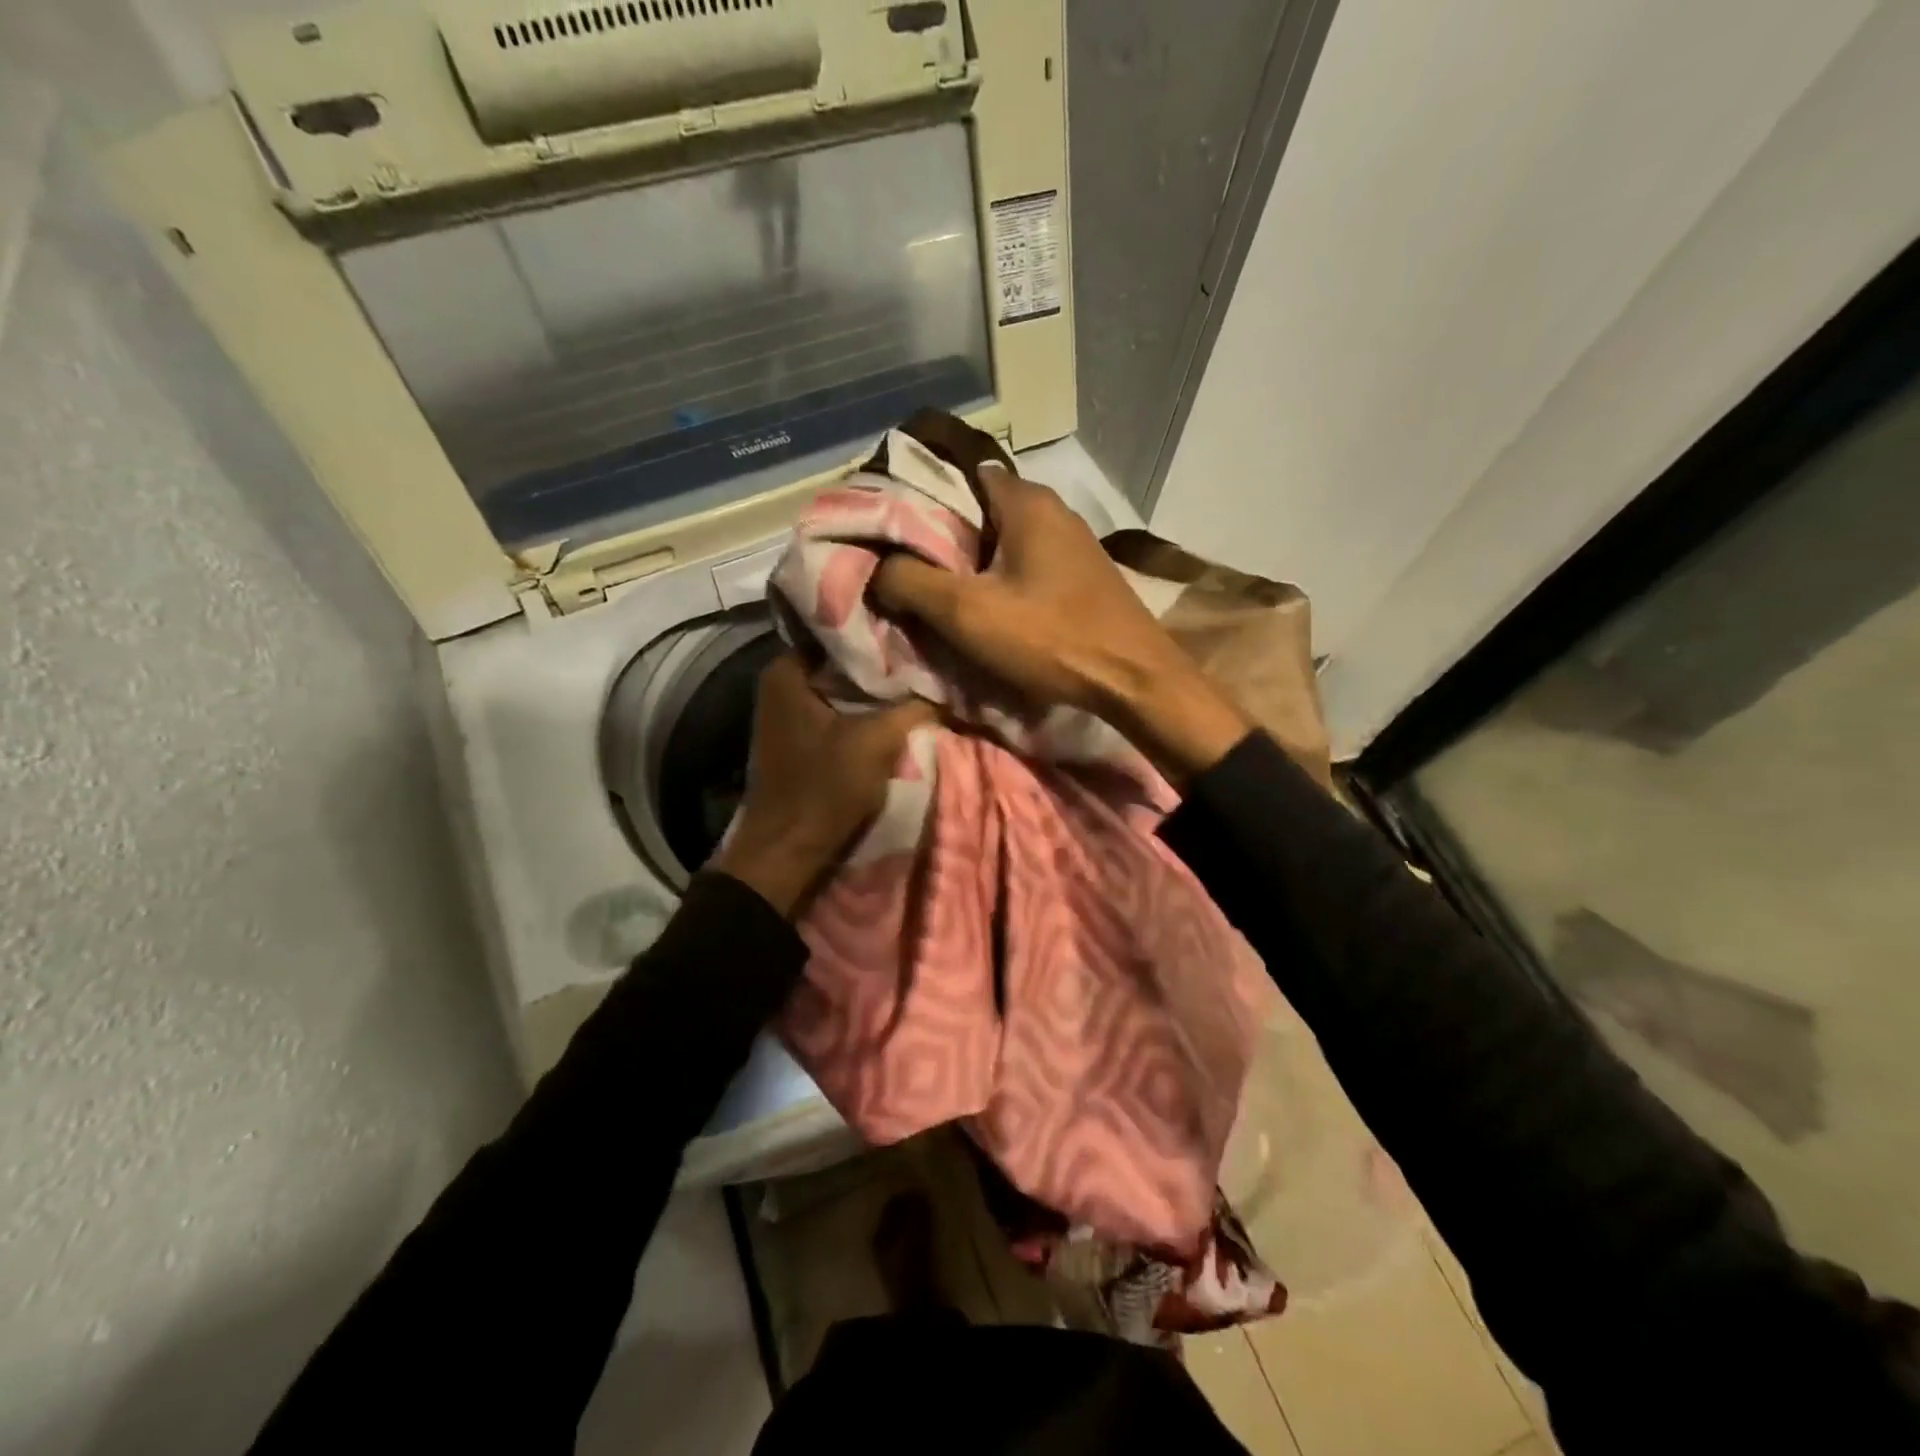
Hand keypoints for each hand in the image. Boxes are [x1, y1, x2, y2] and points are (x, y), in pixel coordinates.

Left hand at [709, 652, 933, 916]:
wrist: (787, 852)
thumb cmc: (824, 789)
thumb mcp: (877, 741)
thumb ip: (913, 707)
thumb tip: (943, 689)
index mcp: (786, 670)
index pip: (840, 629)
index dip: (881, 631)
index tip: (917, 630)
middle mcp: (780, 683)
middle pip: (842, 660)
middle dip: (882, 662)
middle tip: (925, 656)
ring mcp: (787, 712)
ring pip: (842, 688)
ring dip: (875, 690)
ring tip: (917, 681)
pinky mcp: (799, 738)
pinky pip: (837, 711)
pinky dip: (863, 711)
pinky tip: (894, 712)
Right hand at [873, 463, 1251, 781]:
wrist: (1134, 680)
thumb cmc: (1050, 637)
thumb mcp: (966, 612)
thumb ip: (911, 582)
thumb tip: (878, 568)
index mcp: (1026, 500)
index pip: (958, 475)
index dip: (920, 499)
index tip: (892, 532)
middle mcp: (1053, 509)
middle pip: (980, 511)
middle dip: (942, 539)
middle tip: (907, 571)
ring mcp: (1073, 544)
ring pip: (1004, 542)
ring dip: (973, 565)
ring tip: (939, 595)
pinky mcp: (1082, 577)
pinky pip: (1027, 567)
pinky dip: (1002, 582)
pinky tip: (988, 610)